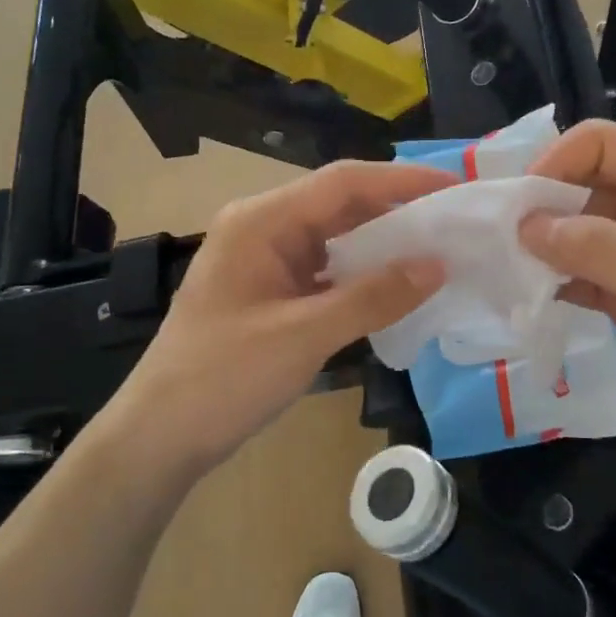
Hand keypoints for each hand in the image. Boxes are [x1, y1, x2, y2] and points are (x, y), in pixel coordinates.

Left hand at [88, 160, 450, 479]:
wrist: (160, 435)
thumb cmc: (224, 377)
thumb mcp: (304, 335)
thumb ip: (372, 297)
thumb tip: (437, 266)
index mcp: (261, 221)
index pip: (343, 183)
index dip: (402, 181)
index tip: (454, 188)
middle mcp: (263, 229)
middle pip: (340, 205)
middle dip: (397, 212)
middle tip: (455, 224)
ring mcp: (265, 261)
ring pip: (335, 238)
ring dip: (381, 244)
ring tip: (437, 251)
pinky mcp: (270, 292)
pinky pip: (325, 270)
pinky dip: (361, 276)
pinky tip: (395, 288)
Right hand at [521, 120, 615, 473]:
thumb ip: (599, 249)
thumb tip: (526, 224)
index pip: (605, 144)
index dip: (556, 163)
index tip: (517, 206)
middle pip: (584, 183)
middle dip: (541, 206)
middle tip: (495, 240)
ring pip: (578, 230)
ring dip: (542, 246)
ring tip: (500, 267)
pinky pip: (582, 273)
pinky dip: (554, 280)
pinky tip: (524, 296)